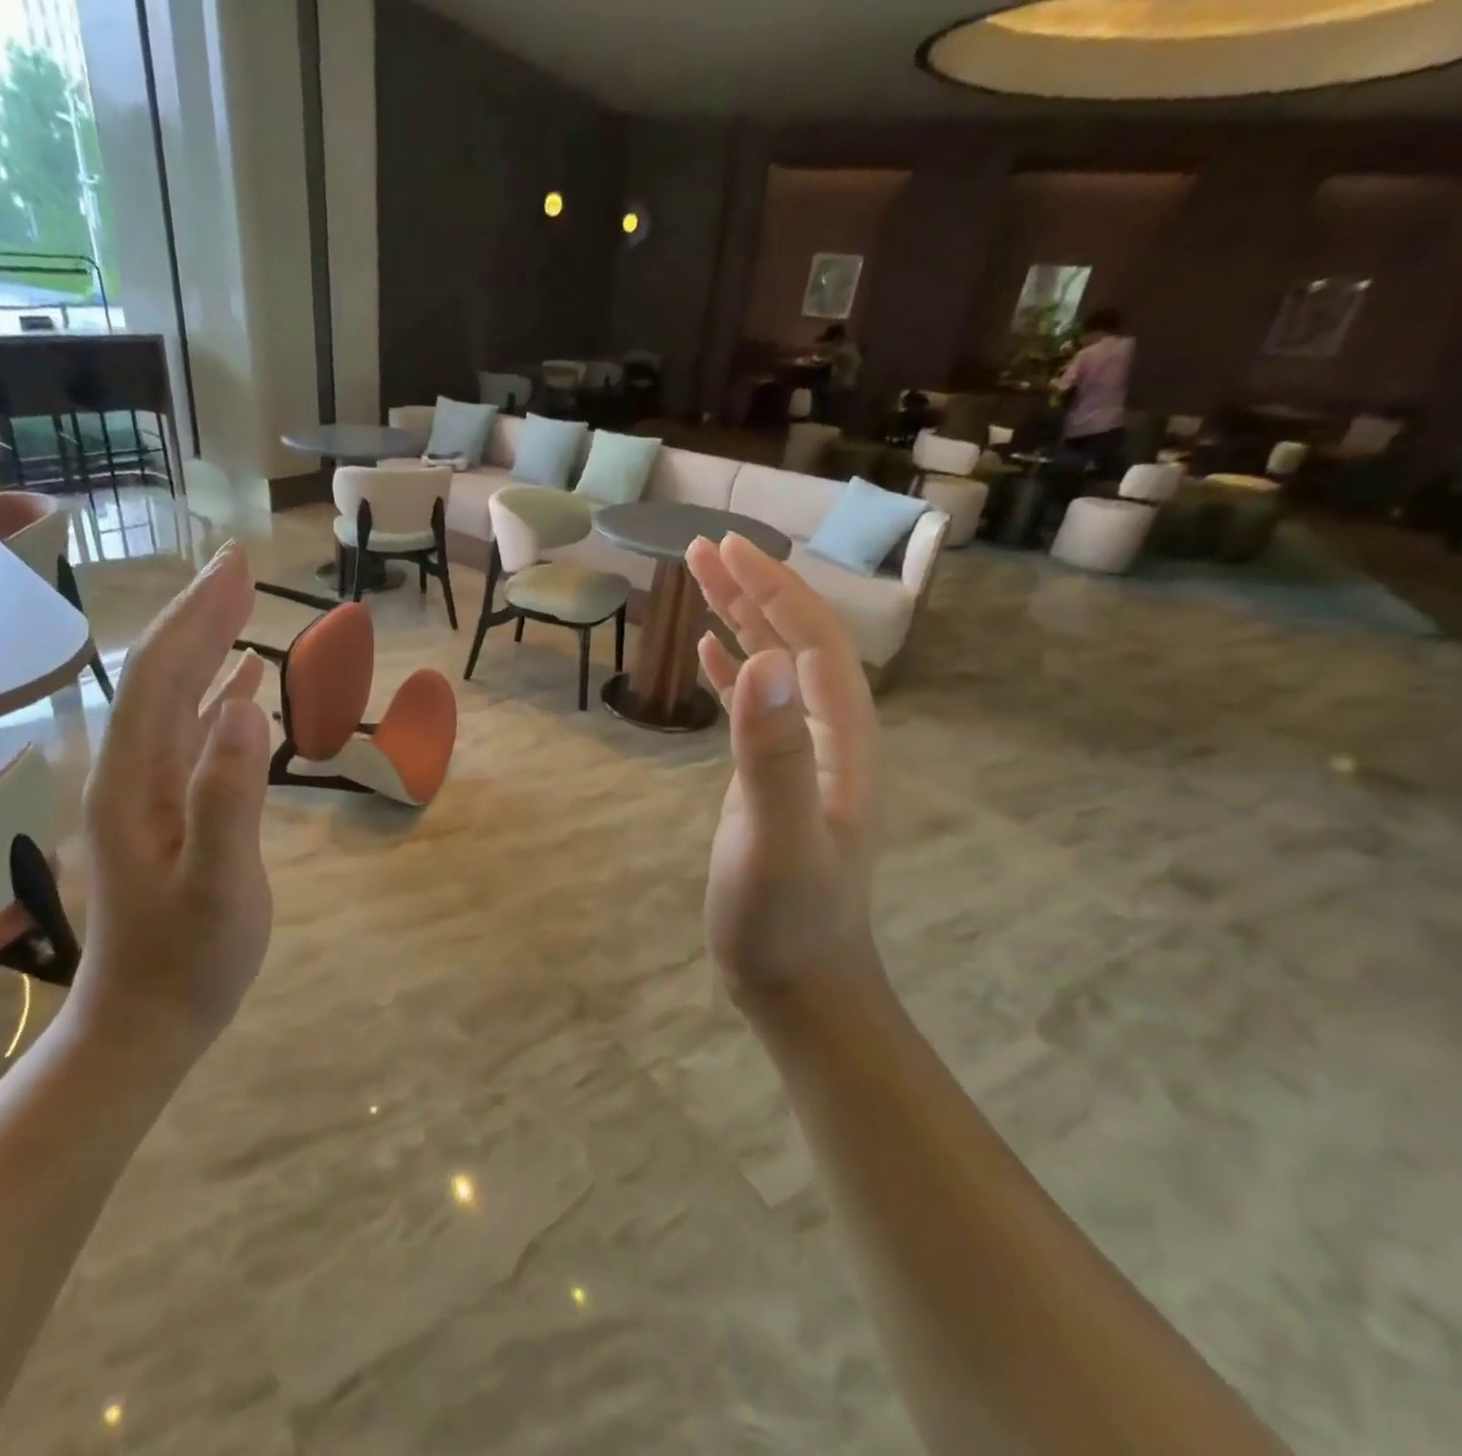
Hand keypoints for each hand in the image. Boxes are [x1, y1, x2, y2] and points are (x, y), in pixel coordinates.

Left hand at [70, 542, 272, 1063]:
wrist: (145, 1021)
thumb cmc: (188, 960)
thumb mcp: (218, 886)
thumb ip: (229, 798)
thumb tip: (247, 707)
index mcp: (137, 780)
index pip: (163, 675)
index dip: (198, 616)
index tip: (237, 567)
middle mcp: (132, 772)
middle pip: (162, 674)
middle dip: (200, 615)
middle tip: (242, 567)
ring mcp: (148, 791)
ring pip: (175, 698)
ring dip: (206, 647)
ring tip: (241, 607)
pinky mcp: (167, 808)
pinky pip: (191, 733)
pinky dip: (217, 696)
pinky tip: (244, 685)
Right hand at [685, 533, 883, 1006]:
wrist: (798, 981)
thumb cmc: (788, 919)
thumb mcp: (777, 840)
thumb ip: (773, 755)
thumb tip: (759, 661)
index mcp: (841, 740)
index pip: (811, 641)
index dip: (773, 588)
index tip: (726, 548)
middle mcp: (827, 737)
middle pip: (792, 643)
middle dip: (751, 590)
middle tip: (700, 549)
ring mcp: (799, 757)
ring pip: (771, 670)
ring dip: (738, 620)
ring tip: (697, 582)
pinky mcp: (770, 778)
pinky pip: (752, 709)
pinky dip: (729, 671)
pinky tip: (707, 653)